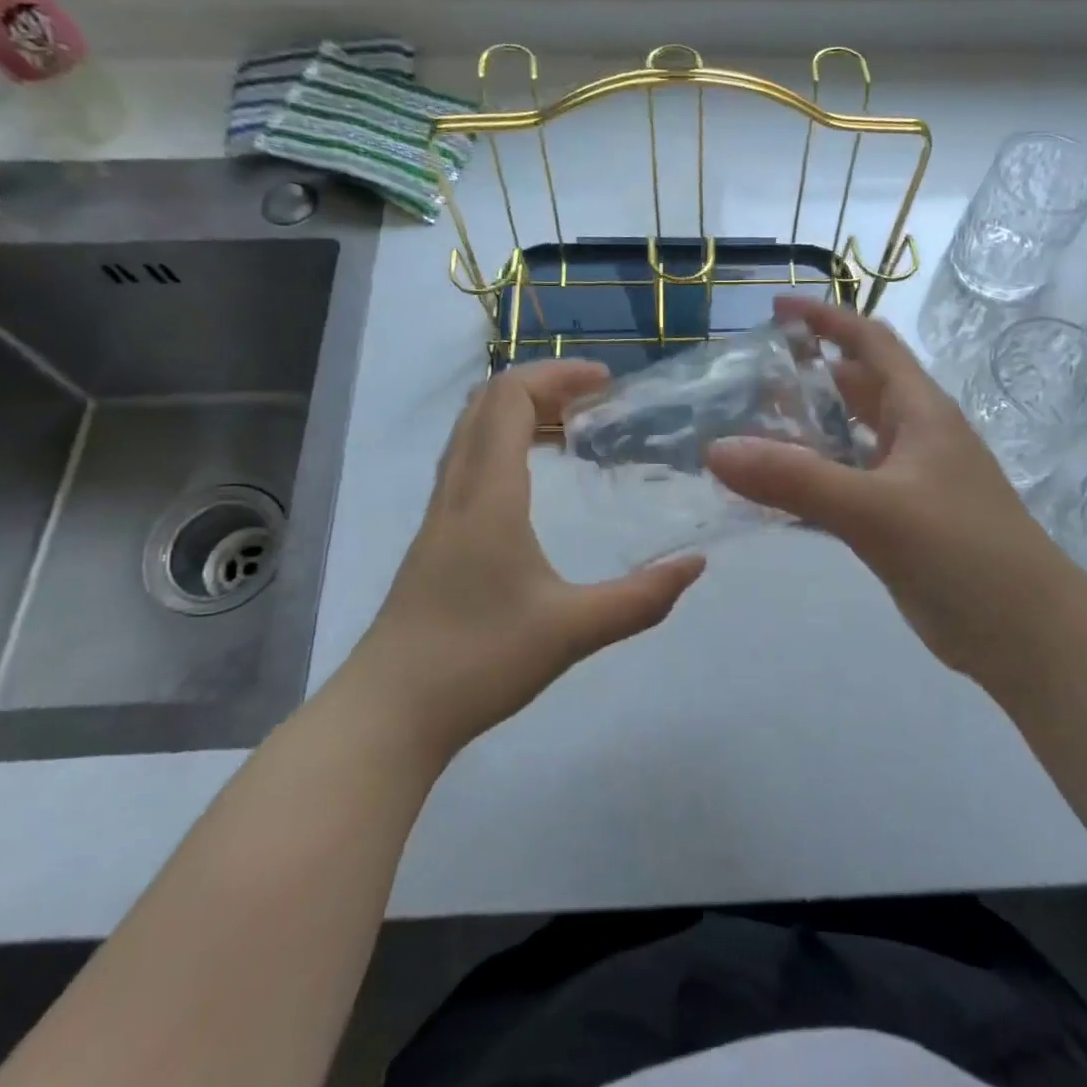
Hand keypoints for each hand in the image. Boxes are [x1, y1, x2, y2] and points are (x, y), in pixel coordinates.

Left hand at [354, 361, 705, 762]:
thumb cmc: (479, 659)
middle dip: (541, 384)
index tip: (606, 381)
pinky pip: (466, 462)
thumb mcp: (573, 630)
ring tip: (569, 428)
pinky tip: (533, 482)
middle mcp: (457, 490)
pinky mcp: (434, 540)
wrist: (390, 711)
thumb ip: (641, 598)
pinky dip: (502, 444)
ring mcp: (439, 514)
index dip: (558, 374)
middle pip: (486, 403)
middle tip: (593, 398)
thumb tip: (695, 565)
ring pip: (471, 432)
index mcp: (489, 494)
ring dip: (518, 412)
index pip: (511, 398)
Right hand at [708, 297, 1068, 681]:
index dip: (826, 318)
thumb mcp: (875, 509)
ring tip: (746, 431)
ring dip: (804, 432)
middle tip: (744, 381)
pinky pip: (845, 487)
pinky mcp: (898, 523)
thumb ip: (794, 479)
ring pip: (848, 441)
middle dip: (805, 377)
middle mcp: (914, 437)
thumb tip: (714, 450)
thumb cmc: (962, 552)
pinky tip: (773, 494)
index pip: (870, 343)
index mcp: (920, 411)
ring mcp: (908, 482)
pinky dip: (811, 482)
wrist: (1026, 634)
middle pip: (855, 388)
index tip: (775, 309)